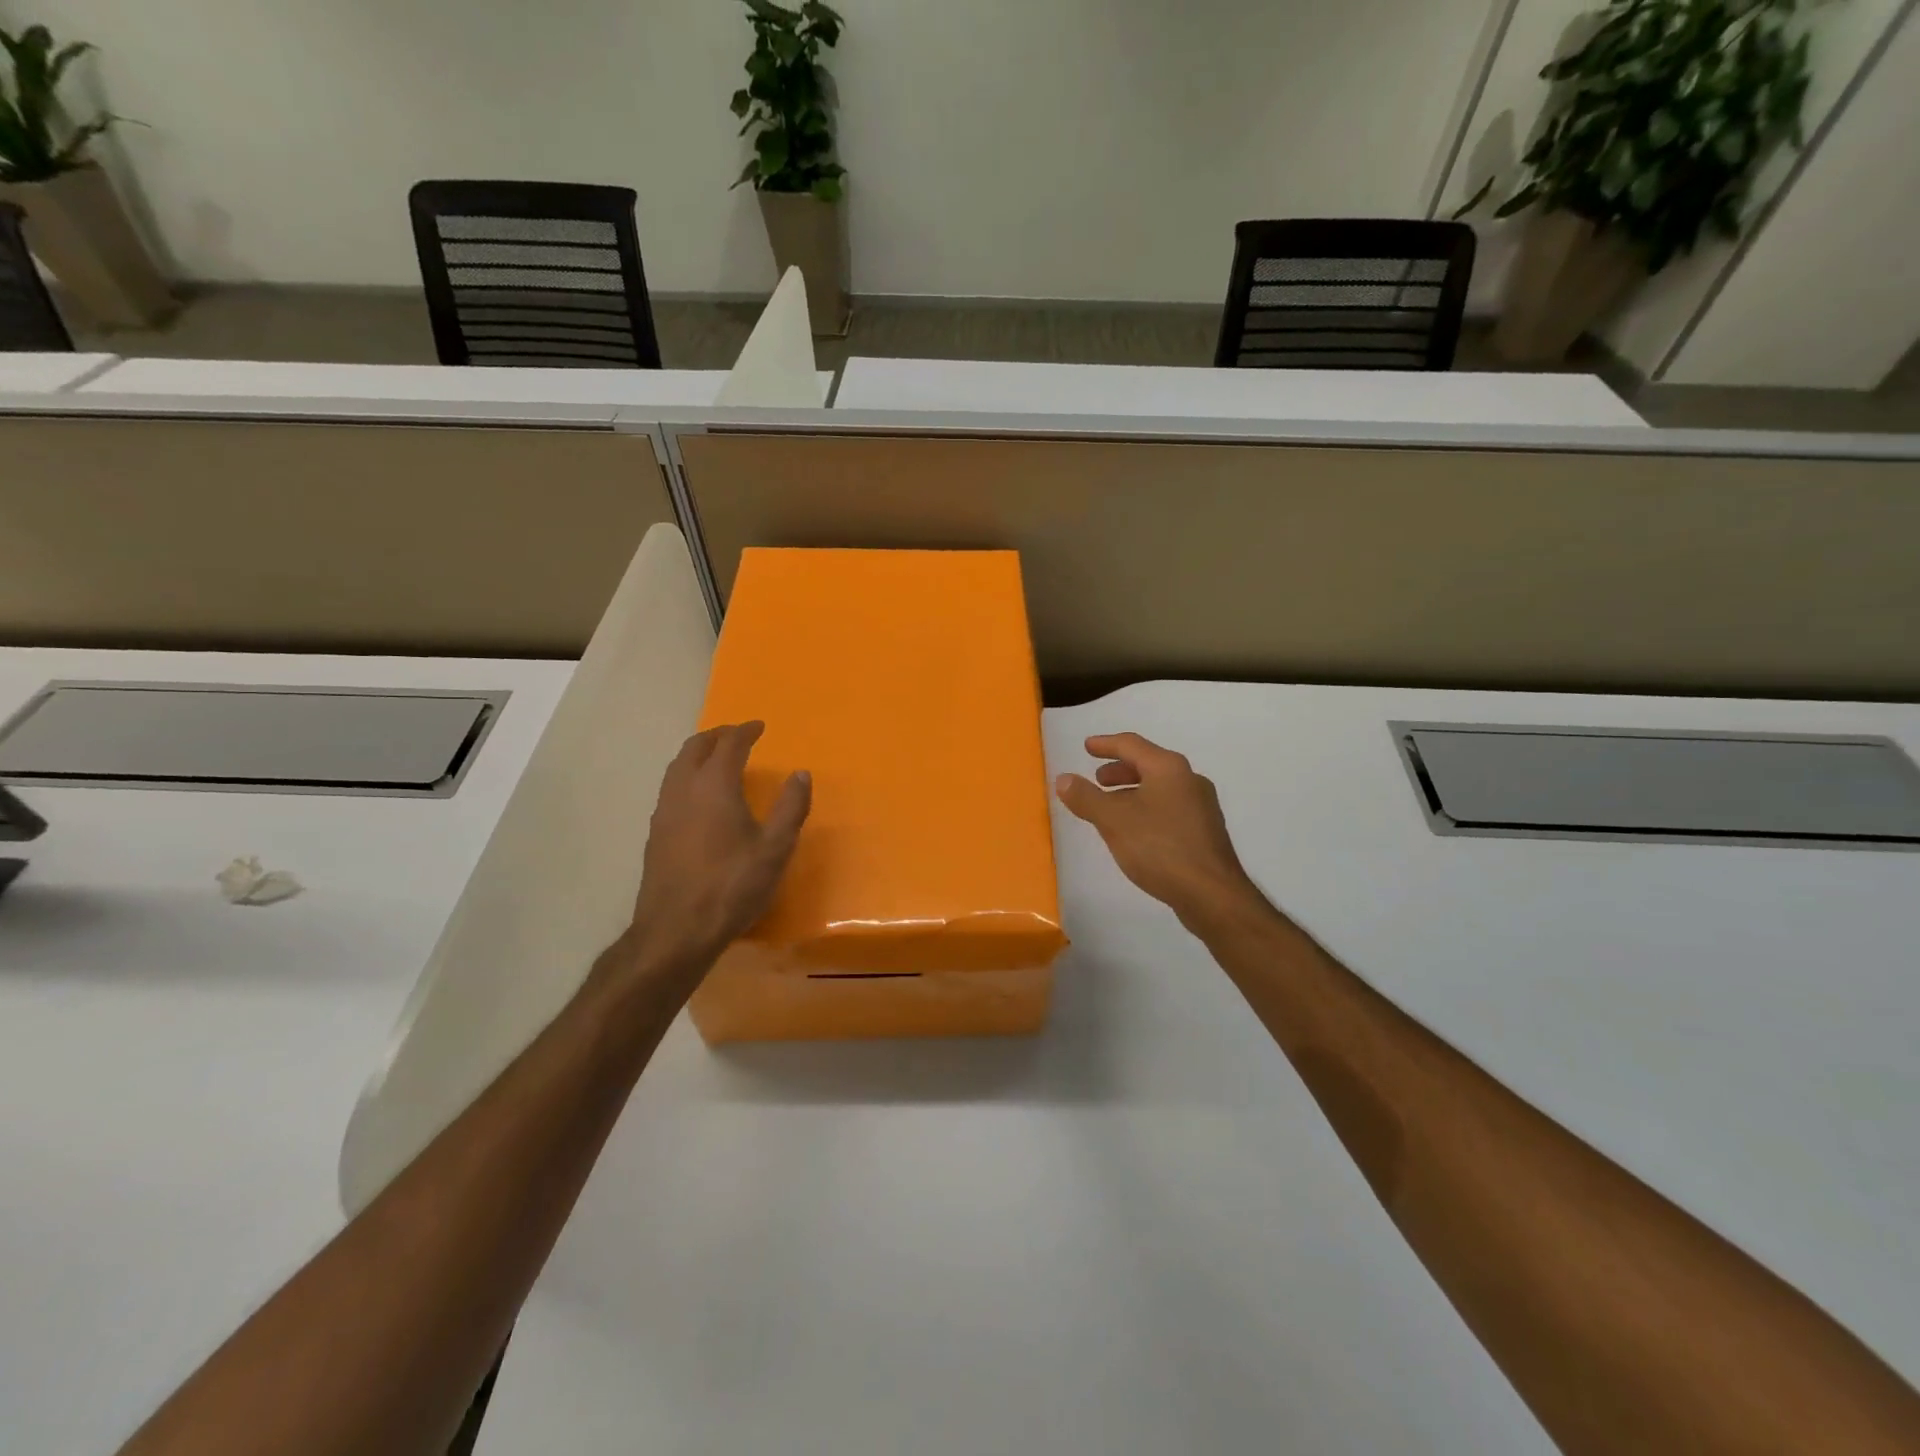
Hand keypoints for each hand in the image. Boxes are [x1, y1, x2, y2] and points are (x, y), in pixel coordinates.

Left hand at [626, 722, 810, 979]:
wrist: (676, 930)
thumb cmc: (732, 886)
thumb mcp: (775, 848)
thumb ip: (791, 807)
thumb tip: (800, 773)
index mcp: (714, 786)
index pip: (729, 744)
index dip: (745, 731)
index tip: (759, 726)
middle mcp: (683, 789)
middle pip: (695, 748)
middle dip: (717, 736)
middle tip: (738, 735)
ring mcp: (663, 811)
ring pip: (677, 766)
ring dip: (698, 754)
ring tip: (718, 758)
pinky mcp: (655, 833)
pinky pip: (671, 787)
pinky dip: (687, 775)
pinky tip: (699, 796)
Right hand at [1055, 733, 1258, 928]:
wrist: (1211, 894)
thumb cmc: (1159, 847)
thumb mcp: (1113, 820)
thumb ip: (1086, 797)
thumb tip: (1064, 778)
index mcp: (1168, 768)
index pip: (1132, 745)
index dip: (1106, 744)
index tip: (1087, 747)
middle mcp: (1189, 779)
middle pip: (1149, 765)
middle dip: (1120, 770)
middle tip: (1097, 780)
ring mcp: (1201, 806)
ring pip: (1160, 788)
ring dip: (1132, 792)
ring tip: (1111, 808)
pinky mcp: (1205, 832)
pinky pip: (1169, 808)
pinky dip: (1147, 809)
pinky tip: (1135, 831)